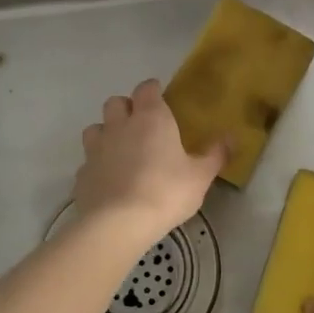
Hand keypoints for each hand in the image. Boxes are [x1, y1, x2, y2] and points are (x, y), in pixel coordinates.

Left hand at [74, 79, 225, 241]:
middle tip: (140, 123)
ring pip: (96, 128)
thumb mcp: (200, 176)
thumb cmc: (166, 192)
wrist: (118, 223)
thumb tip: (231, 137)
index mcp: (151, 118)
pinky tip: (108, 180)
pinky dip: (97, 165)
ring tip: (120, 149)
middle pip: (115, 102)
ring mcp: (96, 149)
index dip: (153, 90)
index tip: (160, 96)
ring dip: (106, 132)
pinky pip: (88, 161)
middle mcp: (120, 126)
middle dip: (126, 107)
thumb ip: (215, 154)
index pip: (147, 89)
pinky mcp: (82, 174)